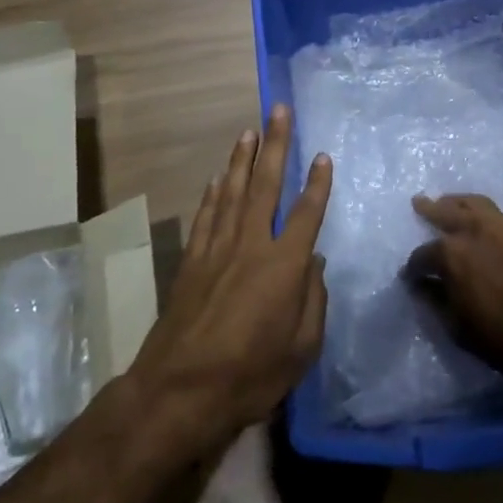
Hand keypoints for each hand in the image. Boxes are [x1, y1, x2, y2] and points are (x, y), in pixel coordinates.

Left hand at [129, 105, 332, 452]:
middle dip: (275, 146)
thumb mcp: (302, 347)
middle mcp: (251, 245)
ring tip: (249, 131)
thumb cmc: (251, 375)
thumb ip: (313, 300)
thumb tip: (313, 262)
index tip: (322, 155)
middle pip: (265, 185)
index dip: (317, 184)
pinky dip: (213, 194)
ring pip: (232, 192)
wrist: (180, 391)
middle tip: (278, 111)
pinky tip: (219, 178)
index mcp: (284, 266)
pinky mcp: (191, 262)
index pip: (306, 213)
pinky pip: (206, 216)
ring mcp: (217, 250)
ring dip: (242, 159)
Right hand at [404, 195, 502, 383]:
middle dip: (429, 209)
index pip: (422, 255)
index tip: (412, 275)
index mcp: (450, 254)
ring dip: (458, 202)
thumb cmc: (500, 337)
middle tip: (419, 202)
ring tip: (451, 202)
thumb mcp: (456, 326)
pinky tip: (486, 224)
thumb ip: (434, 300)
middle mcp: (474, 229)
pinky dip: (487, 216)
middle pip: (445, 212)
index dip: (414, 267)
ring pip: (476, 204)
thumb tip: (421, 285)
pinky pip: (501, 215)